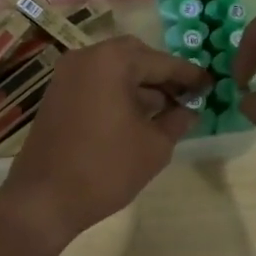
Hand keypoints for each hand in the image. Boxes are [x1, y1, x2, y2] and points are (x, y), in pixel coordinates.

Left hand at [0, 36, 206, 242]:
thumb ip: (177, 120)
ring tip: (167, 110)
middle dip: (162, 75)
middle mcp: (87, 57)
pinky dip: (119, 92)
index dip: (189, 75)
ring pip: (115, 69)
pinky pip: (97, 83)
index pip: (162, 62)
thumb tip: (190, 110)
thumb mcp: (155, 146)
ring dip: (141, 85)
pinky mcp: (57, 94)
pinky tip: (137, 117)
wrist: (44, 199)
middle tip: (187, 96)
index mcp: (112, 61)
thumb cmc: (106, 168)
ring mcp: (67, 75)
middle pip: (136, 56)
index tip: (211, 84)